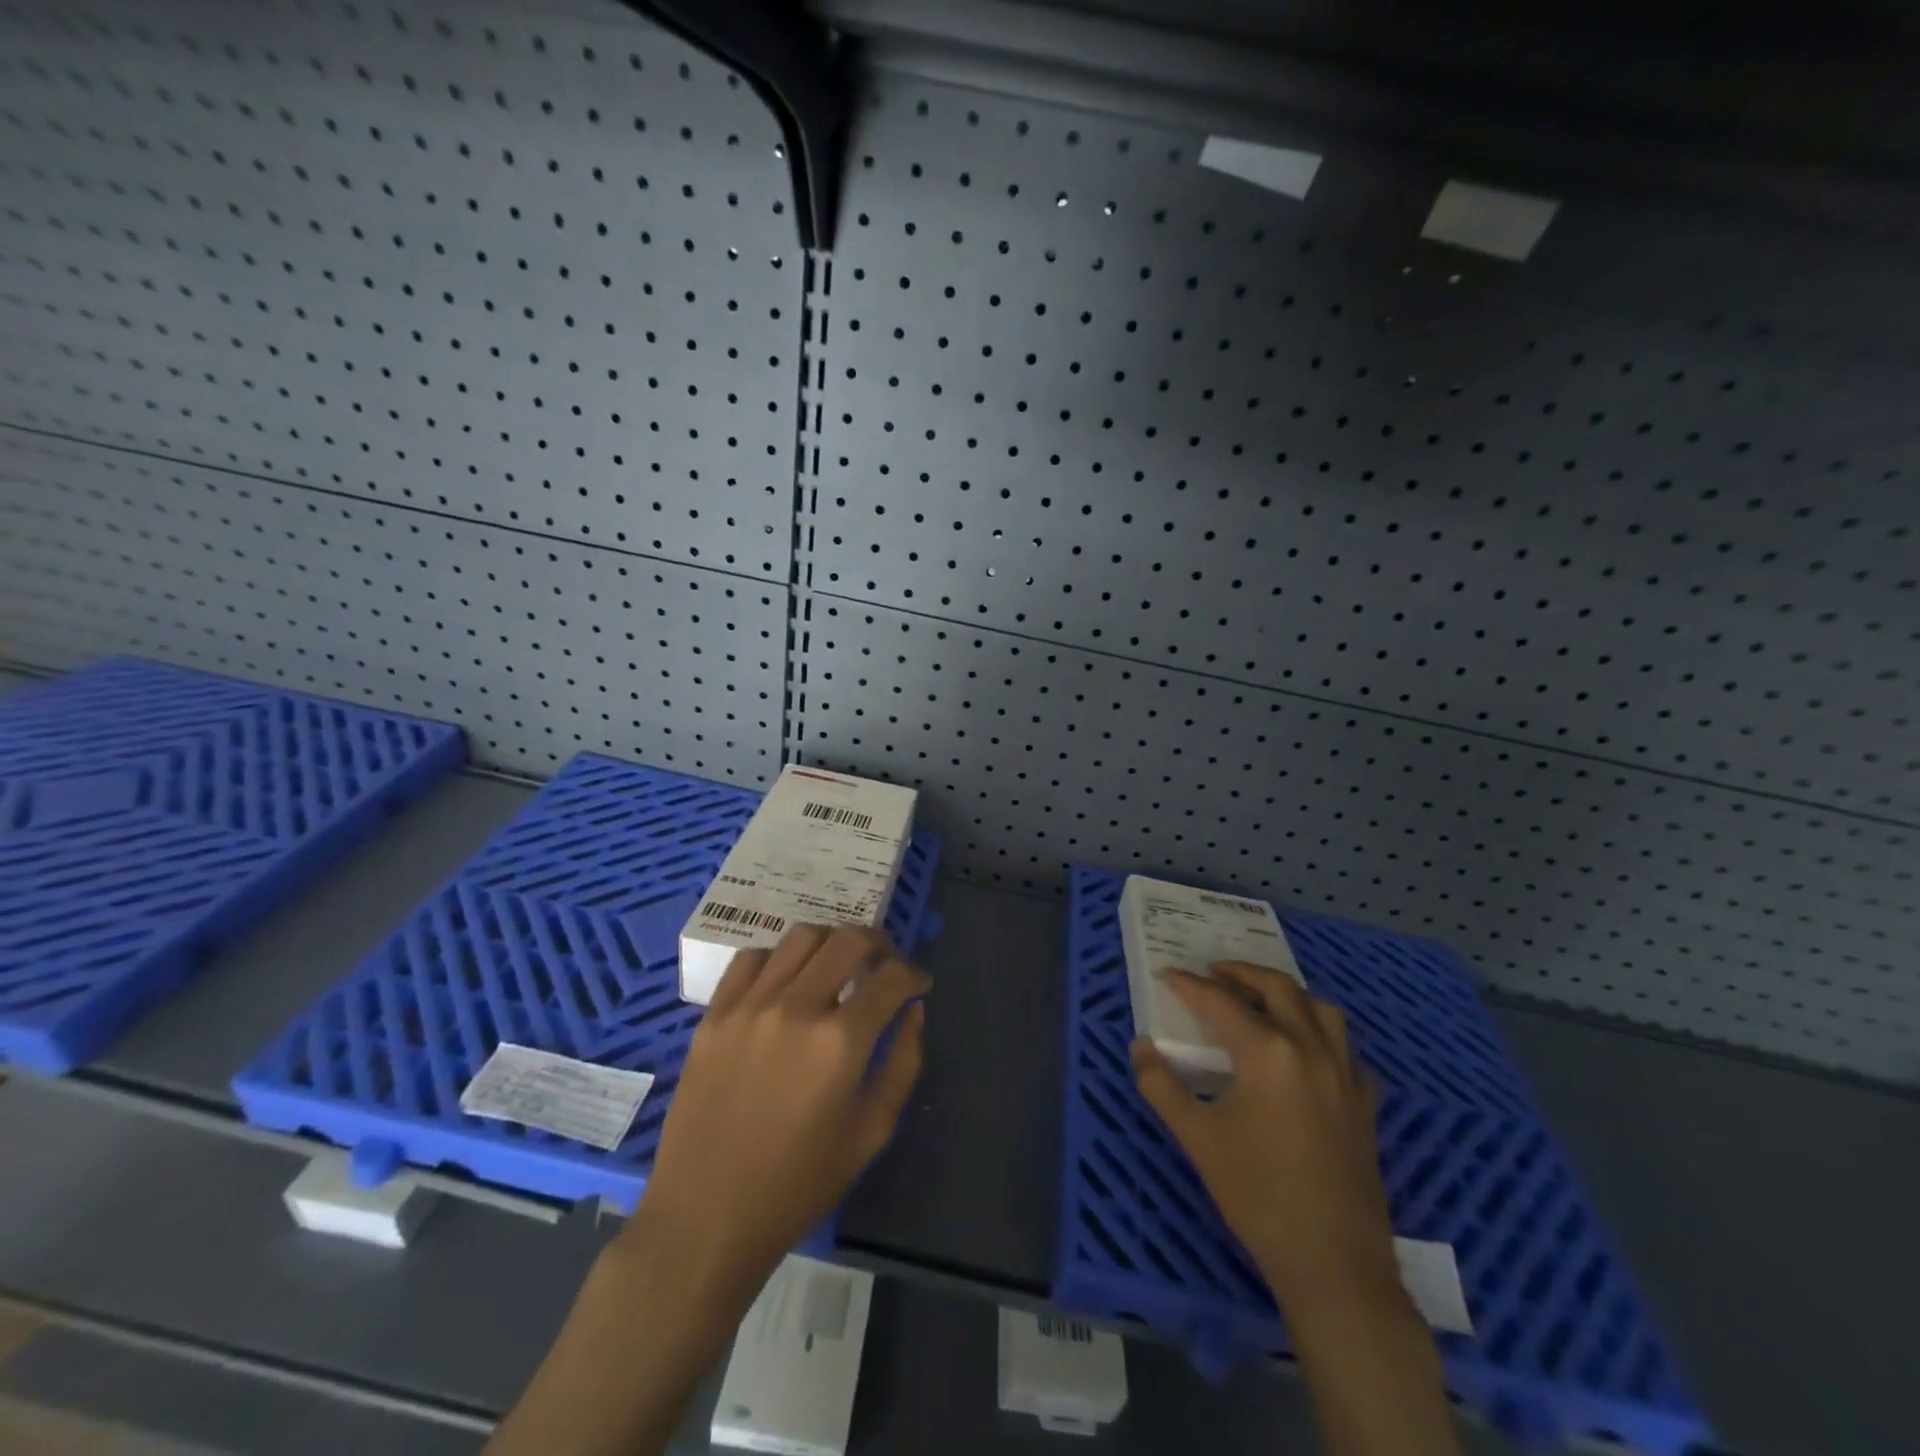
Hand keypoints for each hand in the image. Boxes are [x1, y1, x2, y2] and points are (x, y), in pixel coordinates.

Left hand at [625, 924, 928, 1303]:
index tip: (918, 984)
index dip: (914, 974)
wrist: (705, 1218)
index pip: (891, 977)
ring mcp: (749, 1006)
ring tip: (838, 965)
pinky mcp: (714, 1015)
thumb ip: (903, 1062)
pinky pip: (752, 958)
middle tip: (886, 963)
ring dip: (831, 942)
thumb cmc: (797, 1185)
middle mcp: (796, 1008)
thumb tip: (914, 1010)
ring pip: (802, 937)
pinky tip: (787, 981)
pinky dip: (780, 958)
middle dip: (879, 943)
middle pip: (848, 939)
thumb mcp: (871, 1132)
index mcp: (840, 1042)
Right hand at [1130, 963, 1404, 1319]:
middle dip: (1243, 972)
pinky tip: (1306, 1053)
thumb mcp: (1197, 1138)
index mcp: (1269, 1053)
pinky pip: (1346, 1050)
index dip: (1191, 986)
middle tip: (1215, 971)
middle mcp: (1312, 1050)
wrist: (1334, 1265)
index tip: (1169, 976)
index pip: (1222, 1002)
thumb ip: (1161, 1085)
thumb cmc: (1257, 1196)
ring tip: (1261, 1000)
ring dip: (1289, 995)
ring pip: (1322, 1010)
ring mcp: (1346, 1076)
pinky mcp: (1365, 1104)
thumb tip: (1140, 1046)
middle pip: (1279, 989)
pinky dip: (1322, 1034)